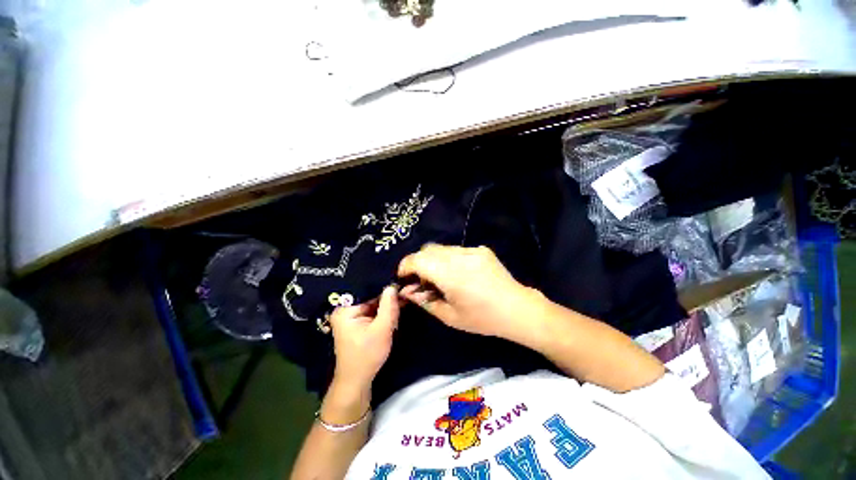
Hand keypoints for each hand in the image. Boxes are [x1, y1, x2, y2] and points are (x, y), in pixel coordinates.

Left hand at [329, 286, 400, 389]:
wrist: (357, 381)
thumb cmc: (367, 355)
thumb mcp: (382, 329)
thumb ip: (388, 306)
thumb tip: (392, 286)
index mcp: (345, 309)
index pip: (367, 290)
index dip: (384, 288)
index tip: (399, 284)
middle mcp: (345, 310)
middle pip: (370, 297)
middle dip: (386, 297)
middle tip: (403, 292)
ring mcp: (350, 317)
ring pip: (372, 304)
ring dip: (386, 305)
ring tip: (401, 297)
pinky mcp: (356, 323)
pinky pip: (371, 312)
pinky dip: (382, 312)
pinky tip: (394, 309)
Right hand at [397, 245, 545, 343]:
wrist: (518, 309)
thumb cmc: (483, 319)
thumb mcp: (450, 316)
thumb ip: (424, 301)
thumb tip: (406, 291)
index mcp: (450, 274)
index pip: (417, 260)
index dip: (405, 266)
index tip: (403, 277)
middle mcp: (459, 256)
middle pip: (428, 250)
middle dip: (418, 263)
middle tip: (421, 281)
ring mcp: (472, 250)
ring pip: (442, 248)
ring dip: (434, 260)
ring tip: (440, 278)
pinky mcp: (481, 250)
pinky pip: (457, 250)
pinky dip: (449, 259)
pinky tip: (459, 274)